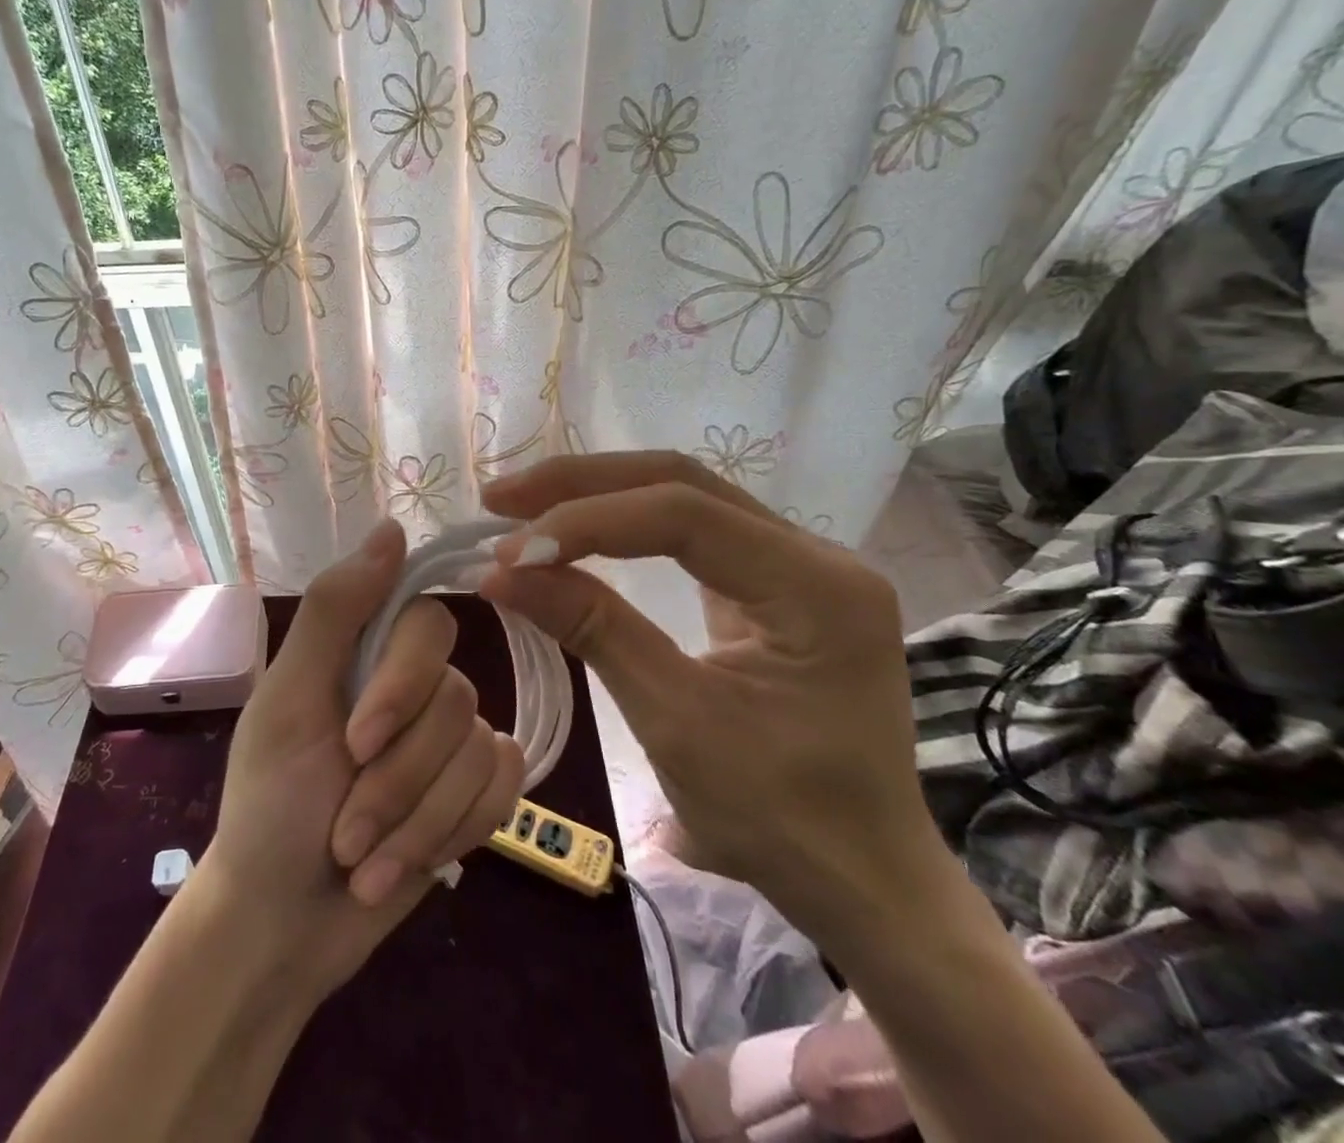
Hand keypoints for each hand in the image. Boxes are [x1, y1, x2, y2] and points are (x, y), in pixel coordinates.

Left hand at [202, 519, 523, 997]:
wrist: (284, 923)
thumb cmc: (270, 806)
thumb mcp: (288, 701)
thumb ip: (337, 610)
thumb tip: (393, 525)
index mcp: (366, 649)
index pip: (428, 624)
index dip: (402, 686)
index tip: (356, 744)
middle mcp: (415, 683)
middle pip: (457, 698)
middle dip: (399, 779)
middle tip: (345, 827)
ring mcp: (448, 737)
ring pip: (479, 753)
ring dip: (415, 823)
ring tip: (361, 858)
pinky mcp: (475, 791)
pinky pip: (505, 787)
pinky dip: (452, 835)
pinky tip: (406, 866)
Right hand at [478, 452, 940, 931]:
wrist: (859, 877)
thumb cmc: (779, 818)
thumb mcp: (675, 722)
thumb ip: (593, 629)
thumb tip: (501, 572)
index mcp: (816, 587)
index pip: (683, 515)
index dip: (588, 522)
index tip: (510, 551)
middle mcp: (814, 554)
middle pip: (681, 482)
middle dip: (582, 485)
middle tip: (501, 500)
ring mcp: (796, 562)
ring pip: (681, 495)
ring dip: (596, 495)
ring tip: (521, 505)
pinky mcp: (770, 580)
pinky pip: (688, 530)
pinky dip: (621, 524)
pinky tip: (575, 527)